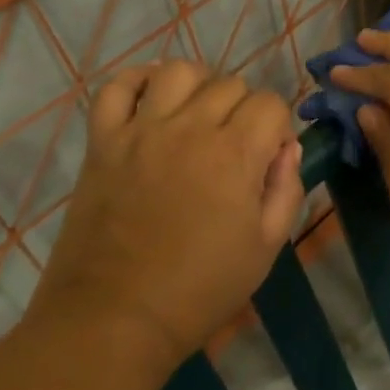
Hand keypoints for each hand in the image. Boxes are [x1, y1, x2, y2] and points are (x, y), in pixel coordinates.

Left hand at [33, 61, 304, 374]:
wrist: (115, 317)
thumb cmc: (200, 289)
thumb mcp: (266, 247)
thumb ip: (286, 190)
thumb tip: (286, 148)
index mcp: (235, 154)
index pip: (271, 104)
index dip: (278, 127)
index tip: (269, 158)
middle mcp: (190, 128)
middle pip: (230, 84)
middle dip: (244, 109)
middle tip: (235, 147)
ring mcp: (141, 130)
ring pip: (178, 71)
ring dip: (198, 86)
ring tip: (197, 116)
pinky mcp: (103, 141)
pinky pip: (116, 87)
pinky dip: (136, 82)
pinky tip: (151, 100)